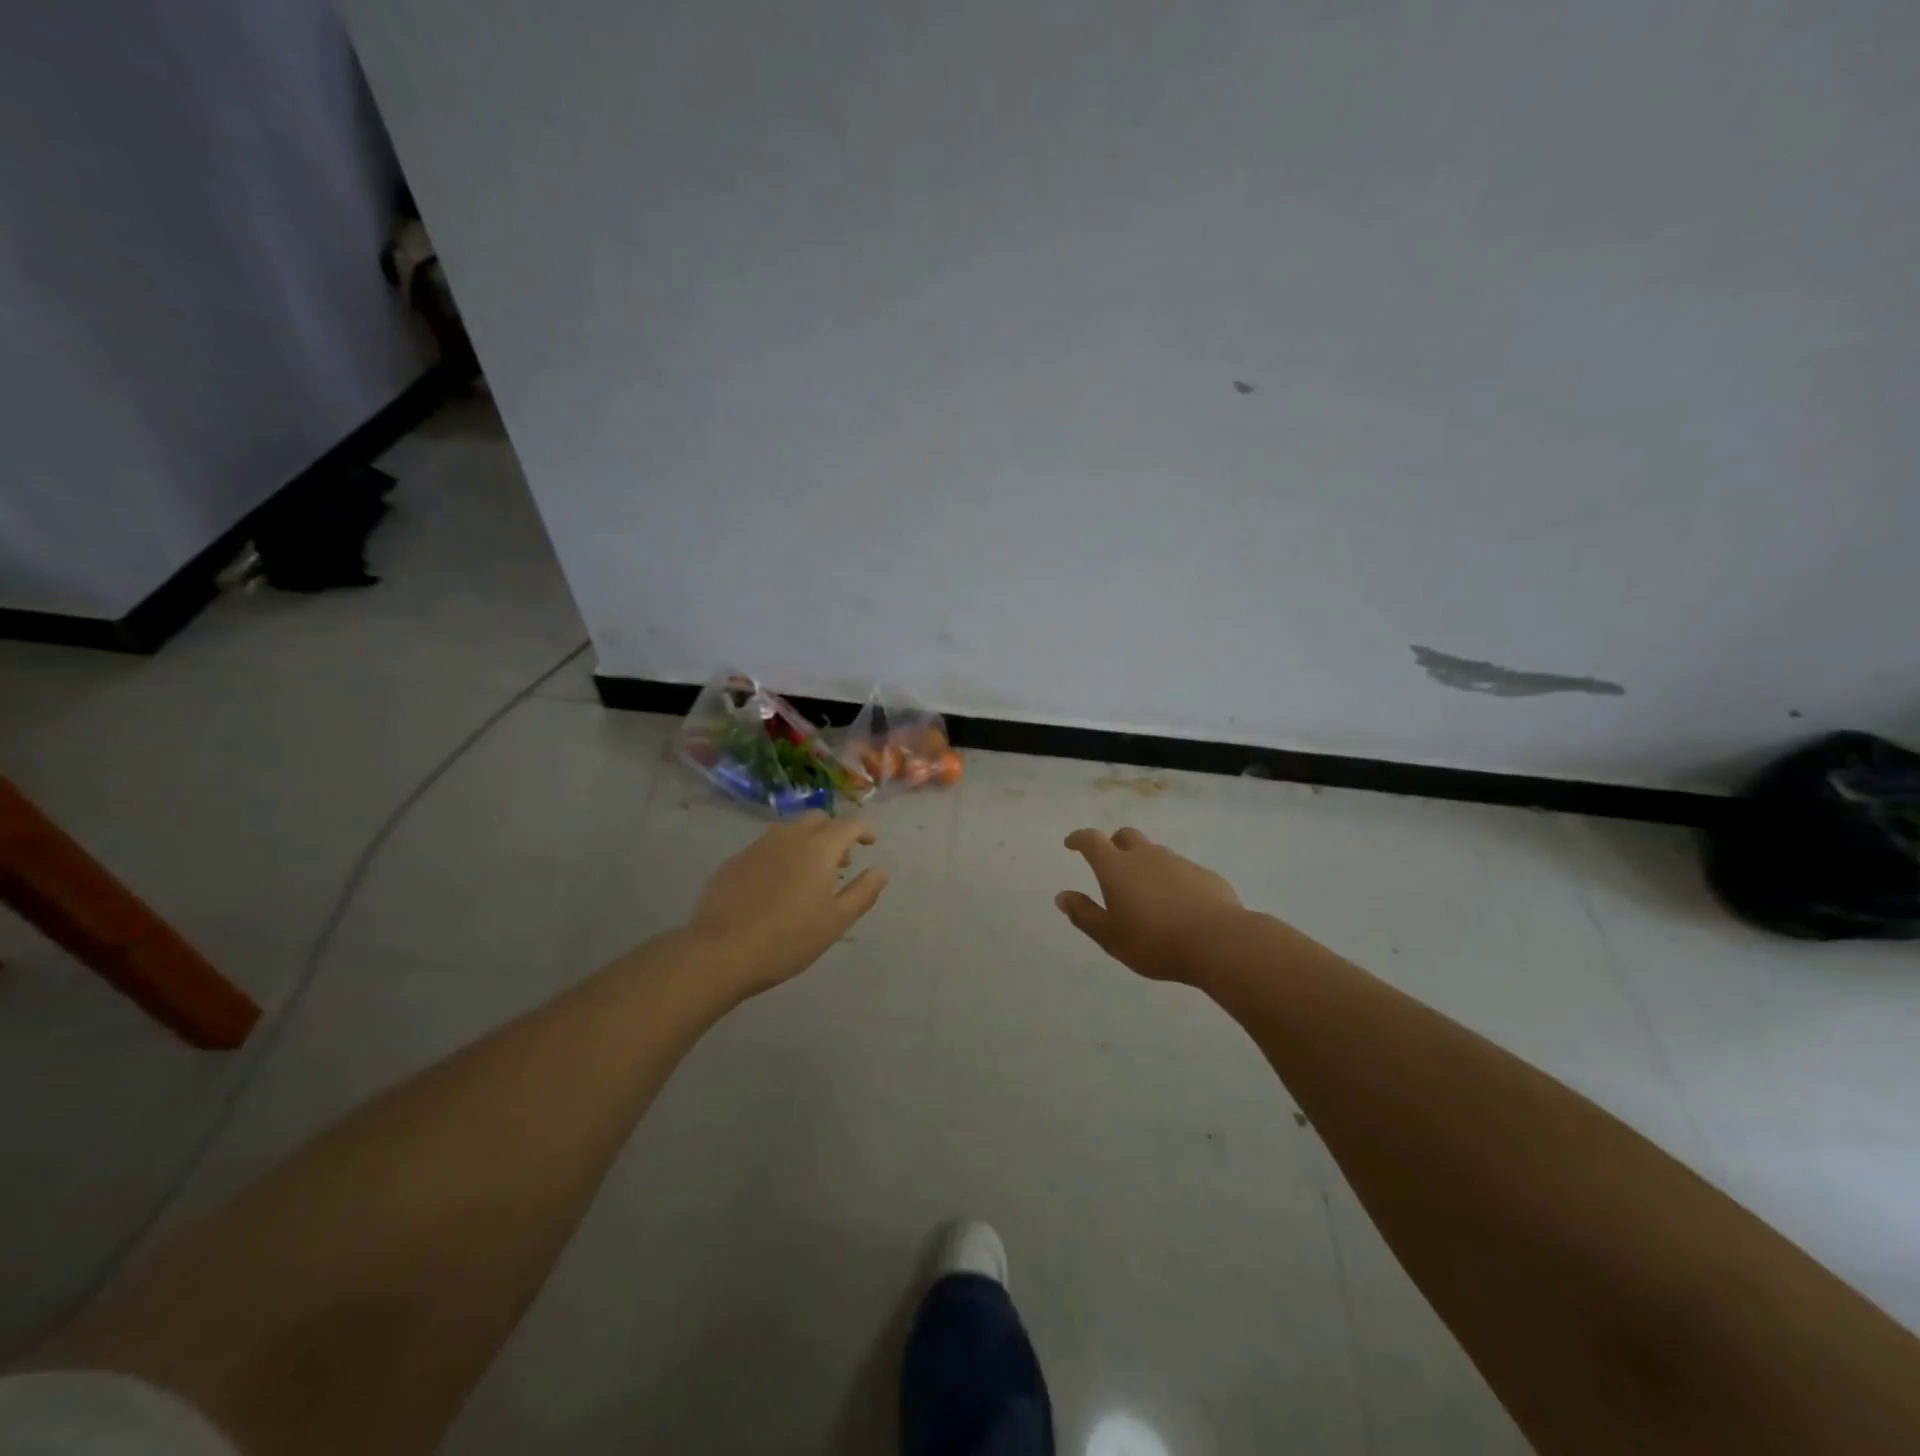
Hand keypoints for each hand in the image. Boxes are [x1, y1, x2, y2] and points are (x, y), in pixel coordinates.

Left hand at [689, 812, 888, 998]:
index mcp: (818, 848)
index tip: (870, 844)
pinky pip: (765, 847)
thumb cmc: (788, 938)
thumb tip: (881, 871)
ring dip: (806, 841)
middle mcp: (788, 837)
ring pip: (788, 830)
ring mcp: (757, 846)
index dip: (863, 830)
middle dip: (833, 832)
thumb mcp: (836, 921)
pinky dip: (780, 855)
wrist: (721, 951)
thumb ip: (863, 892)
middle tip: (840, 861)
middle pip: (817, 819)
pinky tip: (775, 885)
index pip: (848, 824)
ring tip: (808, 873)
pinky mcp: (733, 861)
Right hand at [1057, 826, 1242, 983]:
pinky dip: (1171, 879)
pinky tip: (1177, 905)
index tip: (1071, 844)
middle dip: (1113, 844)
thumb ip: (1084, 914)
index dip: (1079, 838)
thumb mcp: (1110, 937)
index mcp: (1117, 868)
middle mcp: (1146, 856)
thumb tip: (1062, 896)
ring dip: (1144, 863)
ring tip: (1145, 892)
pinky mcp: (1204, 874)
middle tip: (1110, 866)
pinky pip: (1180, 870)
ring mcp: (1178, 862)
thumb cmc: (1154, 941)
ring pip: (1154, 852)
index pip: (1092, 840)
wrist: (1218, 941)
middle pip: (1125, 836)